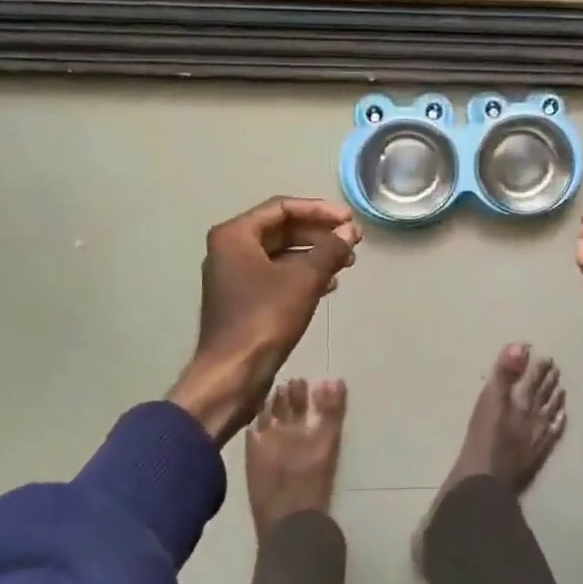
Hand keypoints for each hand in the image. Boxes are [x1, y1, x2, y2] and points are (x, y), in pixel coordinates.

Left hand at [169, 197, 360, 442]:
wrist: (232, 375)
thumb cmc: (264, 319)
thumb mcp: (304, 280)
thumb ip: (330, 250)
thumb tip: (350, 231)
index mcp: (235, 235)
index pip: (282, 208)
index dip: (320, 210)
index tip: (349, 220)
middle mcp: (230, 249)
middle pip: (282, 229)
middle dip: (319, 234)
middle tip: (352, 240)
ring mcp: (234, 275)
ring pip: (281, 253)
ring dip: (315, 254)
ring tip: (347, 262)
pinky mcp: (242, 298)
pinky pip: (276, 274)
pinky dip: (302, 274)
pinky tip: (328, 284)